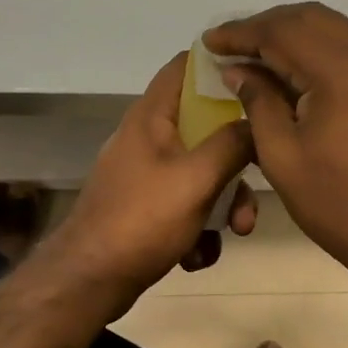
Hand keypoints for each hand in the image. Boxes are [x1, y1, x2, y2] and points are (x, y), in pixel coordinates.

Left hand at [44, 52, 256, 302]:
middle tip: (258, 181)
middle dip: (236, 158)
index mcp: (153, 116)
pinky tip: (198, 255)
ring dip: (223, 203)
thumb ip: (233, 143)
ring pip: (201, 171)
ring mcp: (145, 174)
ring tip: (233, 234)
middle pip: (205, 125)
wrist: (88, 283)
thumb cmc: (142, 219)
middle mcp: (147, 137)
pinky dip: (198, 228)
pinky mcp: (144, 208)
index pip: (186, 65)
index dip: (221, 65)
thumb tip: (257, 121)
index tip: (258, 79)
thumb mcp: (197, 178)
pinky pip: (185, 204)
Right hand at [204, 3, 347, 276]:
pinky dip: (318, 47)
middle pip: (311, 18)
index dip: (241, 32)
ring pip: (334, 28)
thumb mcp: (284, 158)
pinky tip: (296, 70)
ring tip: (258, 54)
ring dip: (293, 33)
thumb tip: (239, 70)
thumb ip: (259, 102)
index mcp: (342, 74)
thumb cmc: (343, 206)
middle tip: (232, 45)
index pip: (283, 31)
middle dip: (266, 25)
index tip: (210, 41)